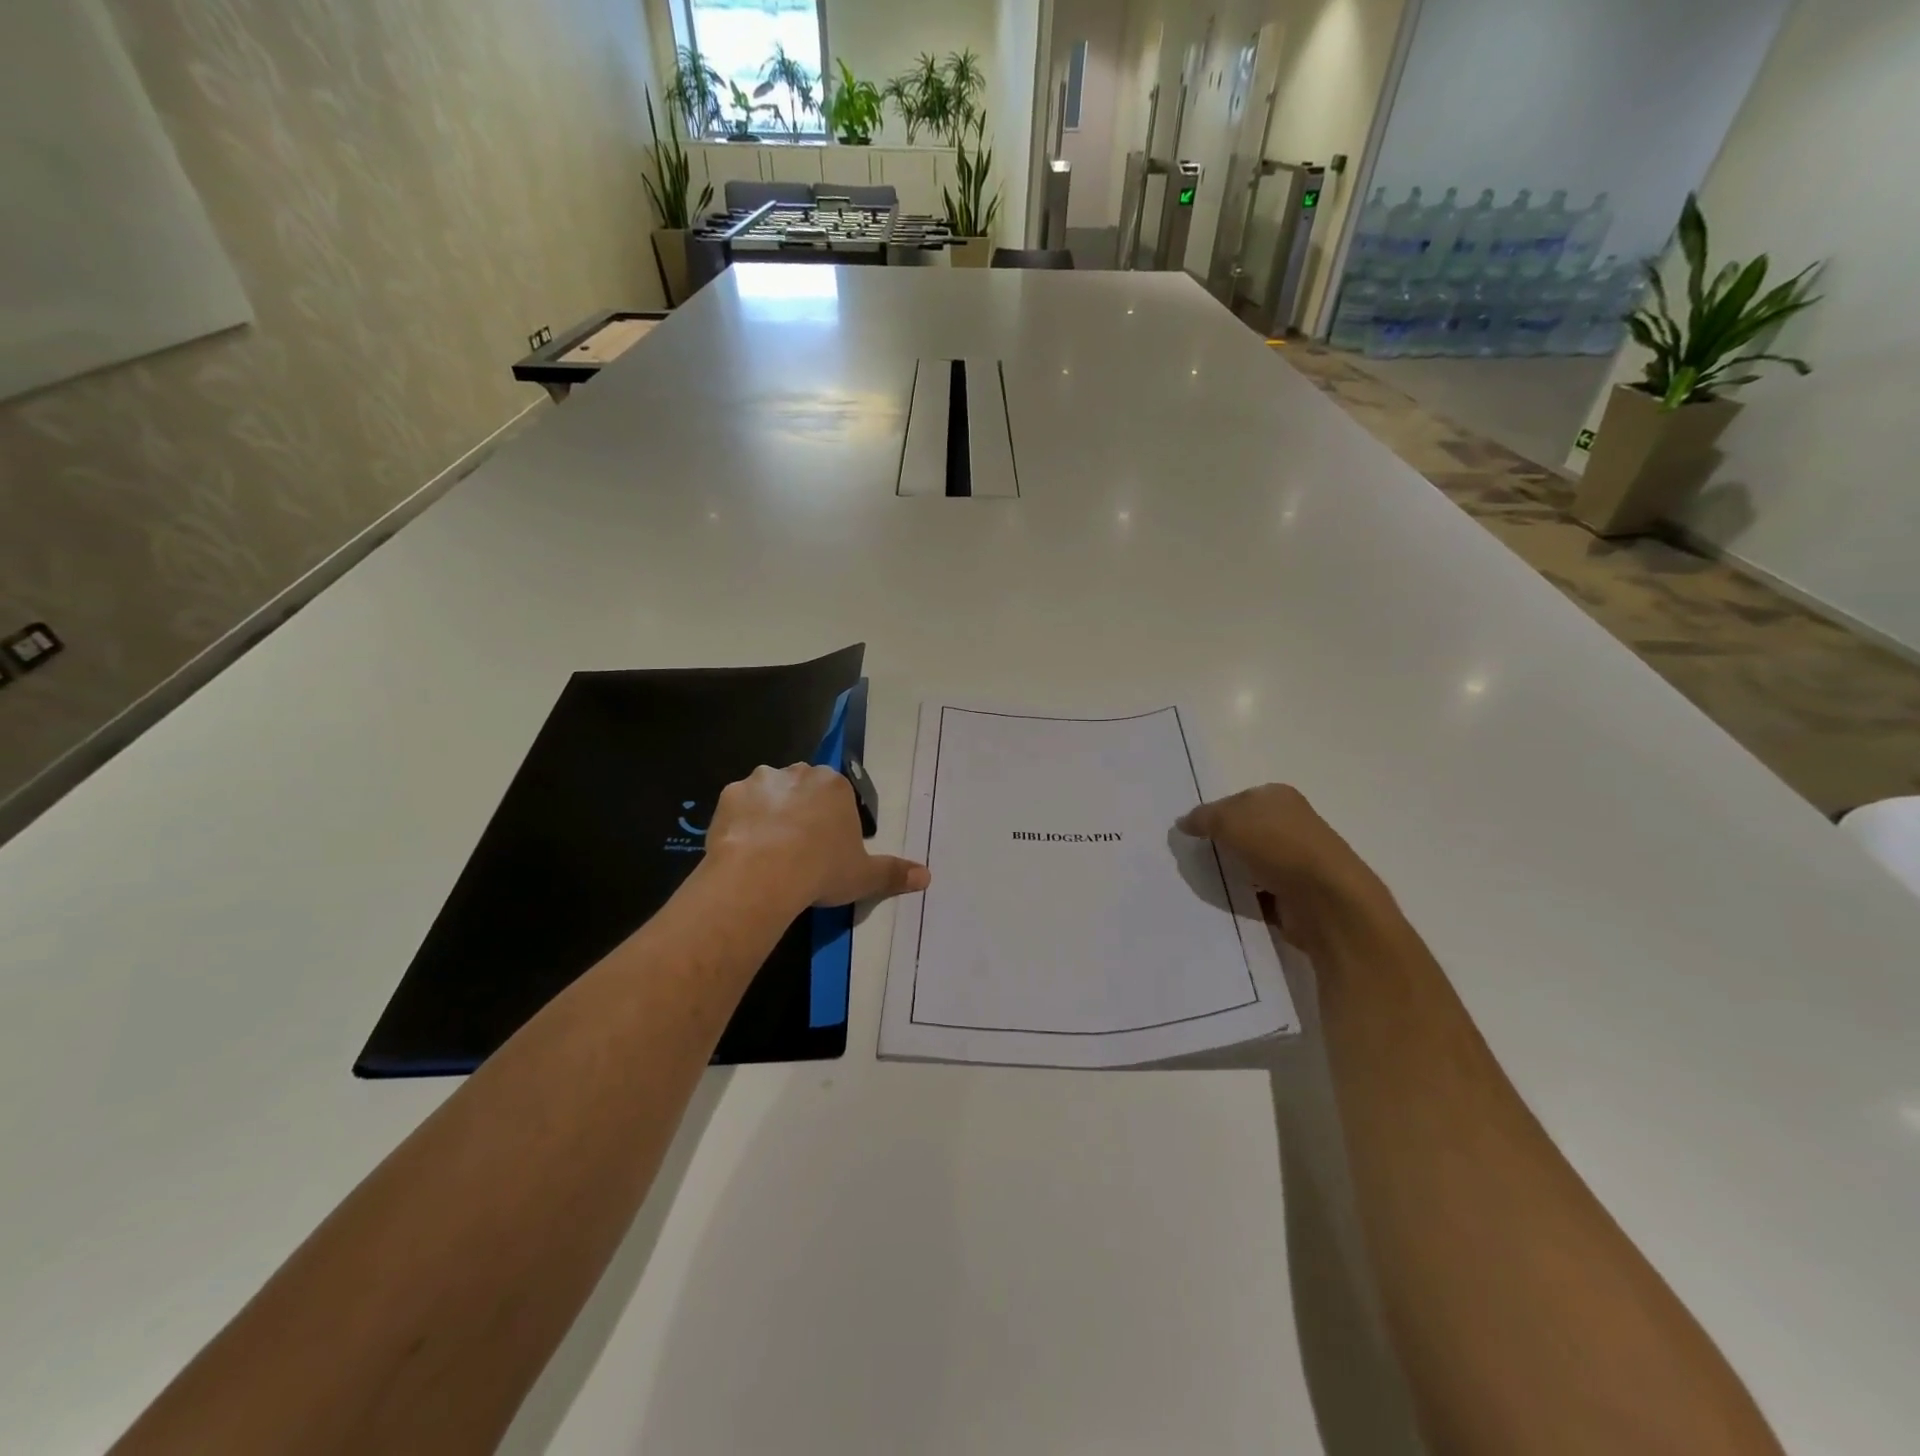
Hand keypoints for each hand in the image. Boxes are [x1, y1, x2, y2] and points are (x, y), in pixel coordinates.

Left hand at [706, 764, 929, 908]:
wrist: (762, 874)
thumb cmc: (821, 870)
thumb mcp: (864, 876)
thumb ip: (894, 873)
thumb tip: (927, 876)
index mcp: (835, 786)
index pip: (837, 795)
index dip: (832, 821)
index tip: (827, 847)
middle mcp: (799, 773)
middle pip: (802, 787)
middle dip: (801, 809)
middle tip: (798, 848)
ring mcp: (761, 781)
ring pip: (768, 793)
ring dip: (769, 812)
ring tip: (767, 850)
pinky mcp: (729, 795)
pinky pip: (739, 806)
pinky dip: (741, 822)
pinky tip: (742, 848)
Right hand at [1177, 784, 1393, 953]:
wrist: (1325, 900)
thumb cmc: (1277, 845)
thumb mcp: (1228, 820)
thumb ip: (1202, 818)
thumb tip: (1183, 822)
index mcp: (1278, 796)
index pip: (1235, 800)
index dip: (1211, 814)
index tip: (1190, 834)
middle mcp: (1290, 824)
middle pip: (1243, 831)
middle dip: (1220, 844)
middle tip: (1191, 858)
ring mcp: (1296, 860)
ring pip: (1250, 862)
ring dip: (1232, 871)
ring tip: (1204, 881)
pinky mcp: (1296, 893)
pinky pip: (1259, 891)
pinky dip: (1244, 896)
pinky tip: (1226, 900)